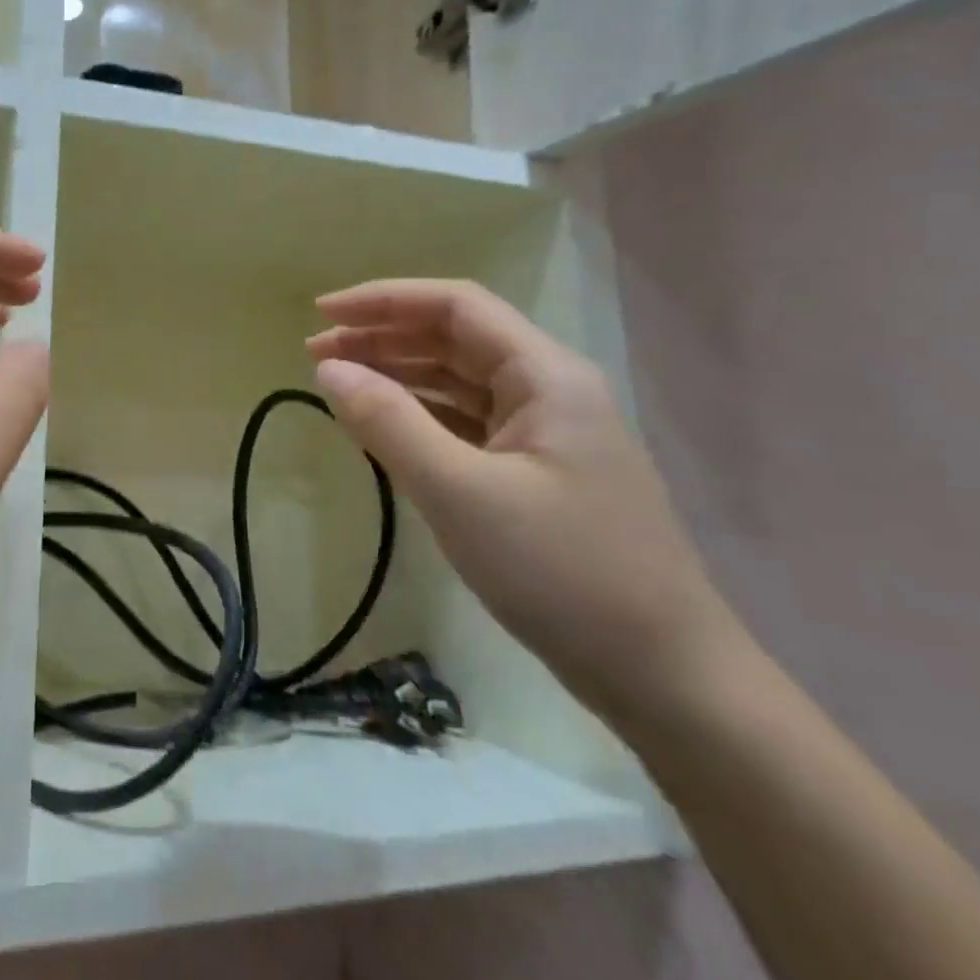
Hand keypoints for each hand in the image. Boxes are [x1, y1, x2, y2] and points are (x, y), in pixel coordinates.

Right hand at [308, 279, 744, 725]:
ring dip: (397, 375)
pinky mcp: (536, 474)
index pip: (455, 306)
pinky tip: (382, 429)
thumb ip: (389, 422)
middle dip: (382, 338)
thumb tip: (328, 369)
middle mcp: (548, 390)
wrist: (665, 678)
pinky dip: (418, 417)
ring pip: (458, 382)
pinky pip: (465, 424)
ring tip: (338, 386)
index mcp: (545, 376)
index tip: (320, 314)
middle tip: (315, 356)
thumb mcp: (460, 493)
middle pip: (454, 339)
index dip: (383, 300)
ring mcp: (545, 434)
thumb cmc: (562, 573)